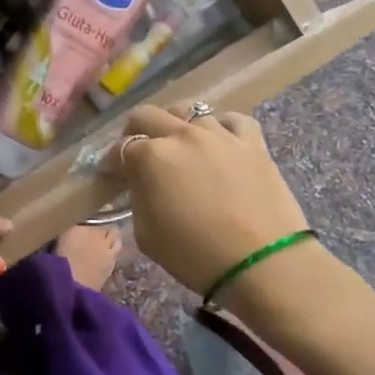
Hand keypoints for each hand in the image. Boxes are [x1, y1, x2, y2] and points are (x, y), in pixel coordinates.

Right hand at [114, 104, 309, 297]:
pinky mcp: (253, 143)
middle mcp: (183, 135)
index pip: (121, 148)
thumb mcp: (146, 234)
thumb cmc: (195, 255)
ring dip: (177, 126)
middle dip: (135, 132)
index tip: (111, 176)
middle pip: (148, 116)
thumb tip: (142, 183)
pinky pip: (232, 120)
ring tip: (179, 147)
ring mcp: (220, 134)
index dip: (112, 163)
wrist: (262, 263)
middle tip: (137, 152)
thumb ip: (138, 198)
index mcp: (151, 157)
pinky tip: (219, 140)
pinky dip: (220, 126)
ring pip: (190, 112)